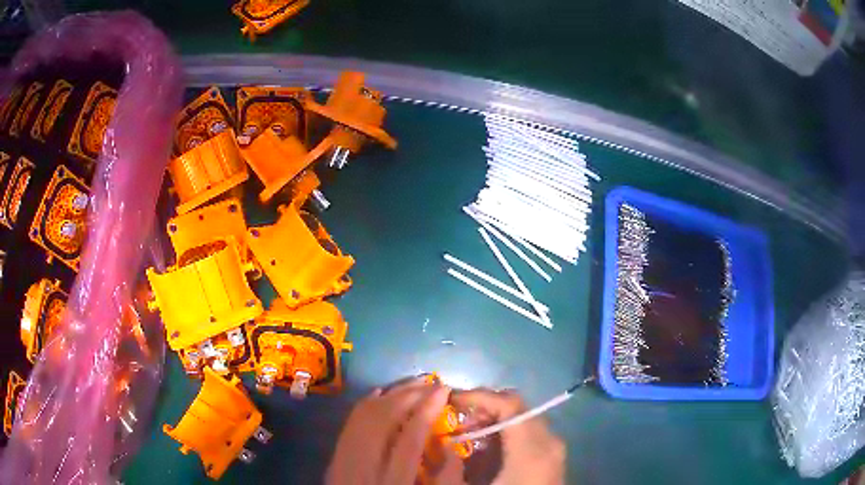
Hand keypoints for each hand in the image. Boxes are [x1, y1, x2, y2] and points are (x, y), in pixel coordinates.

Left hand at [326, 378, 464, 484]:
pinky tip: (381, 393)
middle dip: (408, 395)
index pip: (409, 439)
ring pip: (363, 416)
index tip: (444, 390)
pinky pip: (350, 422)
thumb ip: (444, 479)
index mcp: (392, 482)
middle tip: (431, 382)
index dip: (427, 410)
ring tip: (413, 383)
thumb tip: (454, 447)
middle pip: (383, 421)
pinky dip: (366, 403)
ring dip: (389, 394)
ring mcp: (344, 459)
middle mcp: (364, 466)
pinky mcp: (335, 456)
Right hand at [452, 389, 565, 484]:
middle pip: (517, 407)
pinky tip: (485, 450)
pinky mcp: (552, 457)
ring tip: (465, 435)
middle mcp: (549, 442)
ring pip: (523, 419)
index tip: (449, 400)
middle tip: (454, 418)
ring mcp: (554, 449)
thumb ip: (455, 466)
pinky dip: (505, 433)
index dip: (477, 396)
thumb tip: (442, 440)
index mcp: (532, 450)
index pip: (509, 404)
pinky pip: (529, 433)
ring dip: (493, 420)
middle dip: (483, 407)